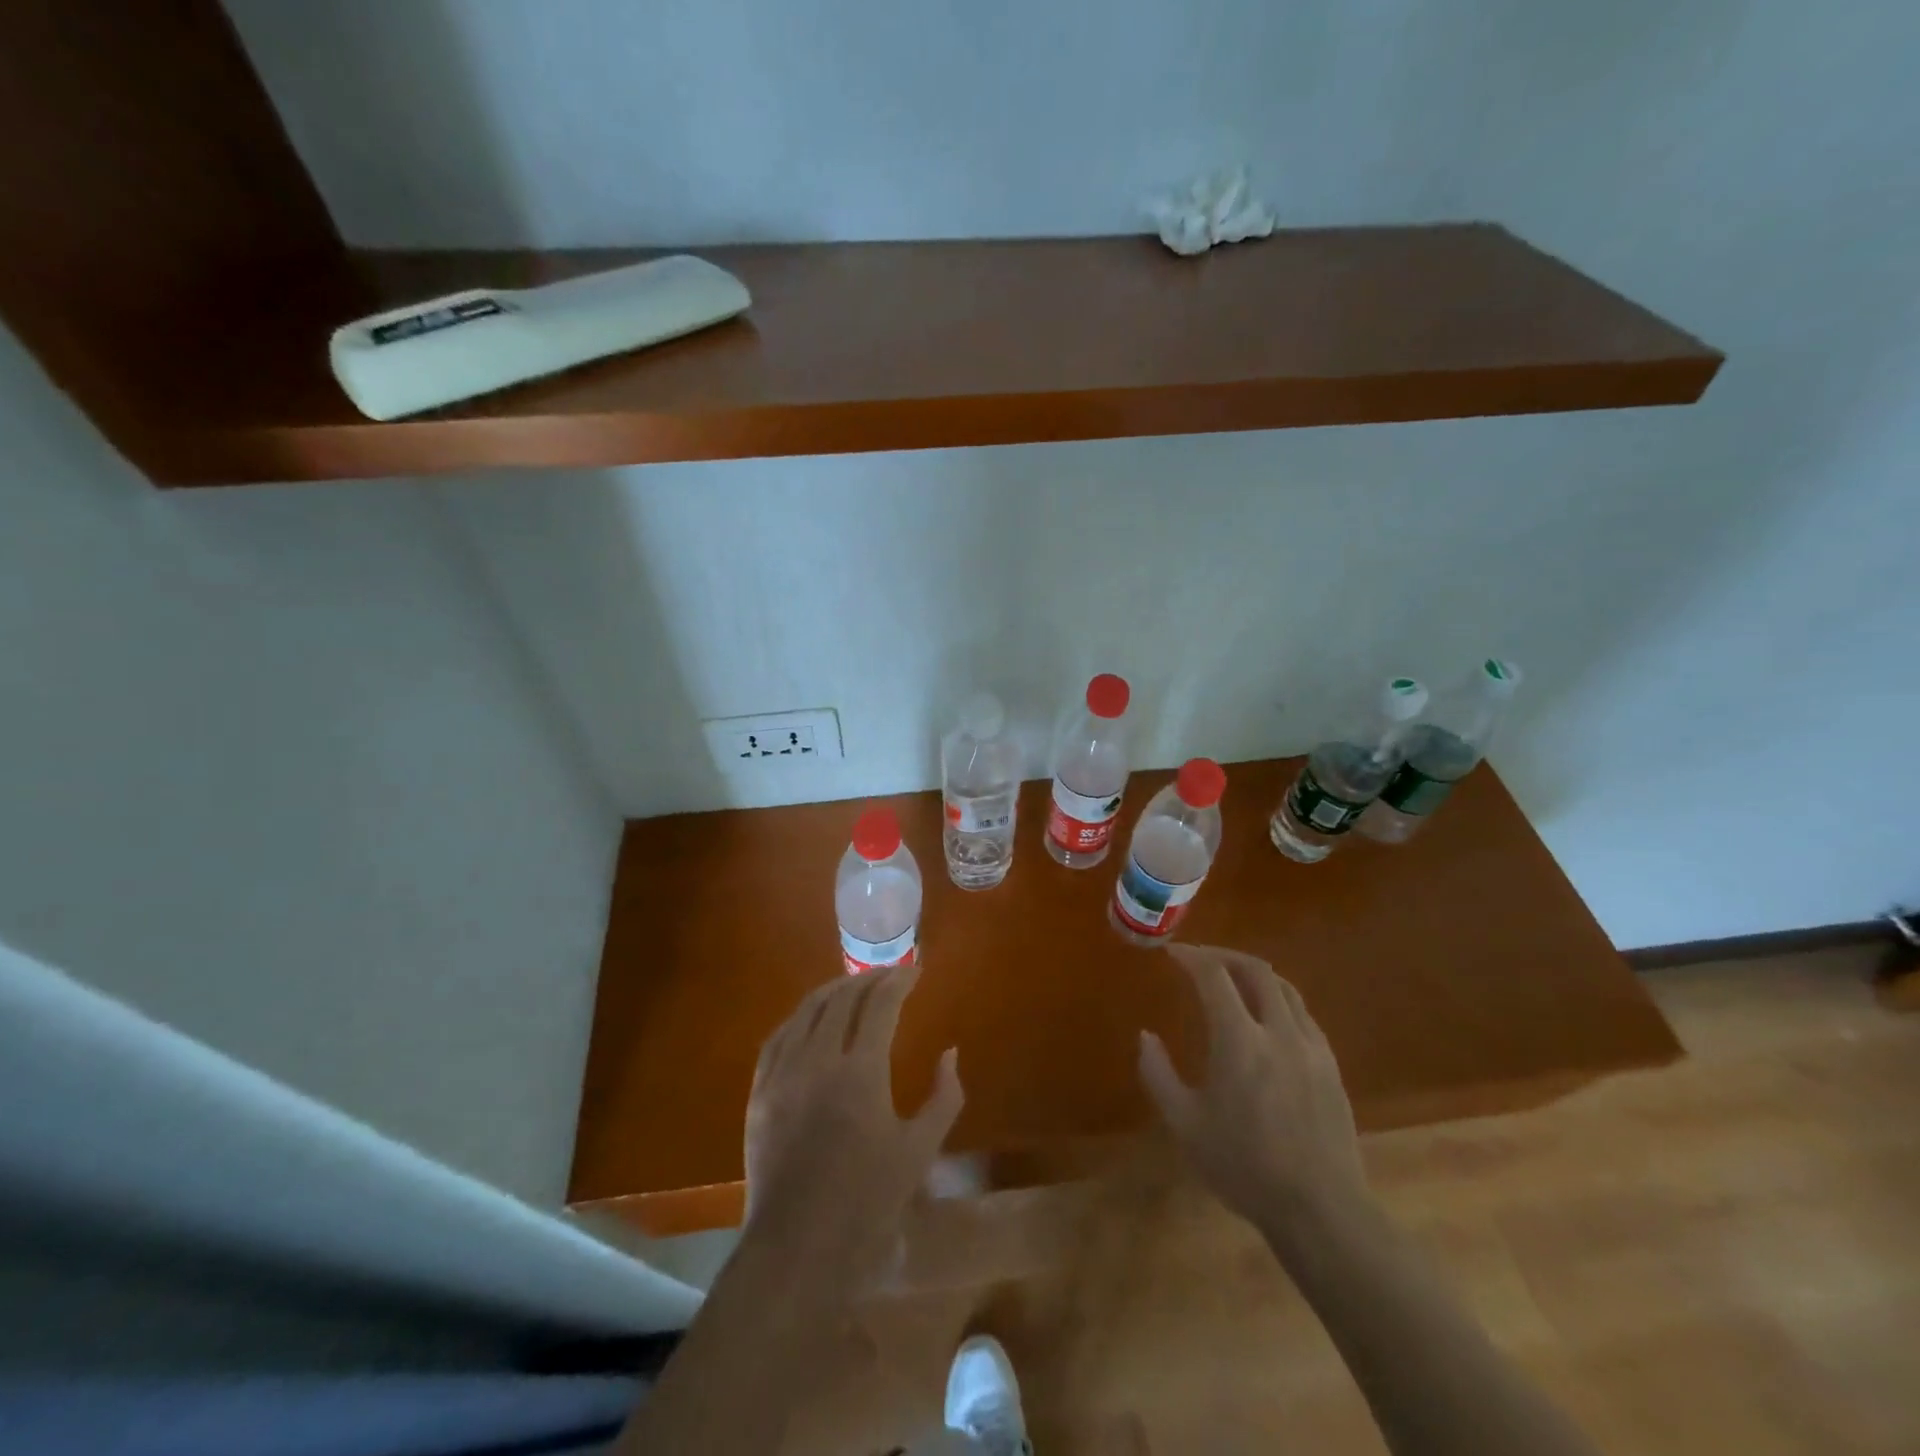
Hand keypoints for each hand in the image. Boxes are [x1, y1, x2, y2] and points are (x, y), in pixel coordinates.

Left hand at [743, 965, 962, 1279]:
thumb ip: (944, 1097)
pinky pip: (778, 1037)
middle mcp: (818, 1059)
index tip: (915, 973)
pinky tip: (810, 1018)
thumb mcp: (919, 1151)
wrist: (797, 1248)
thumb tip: (950, 1053)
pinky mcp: (759, 1092)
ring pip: (807, 1011)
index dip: (899, 981)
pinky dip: (800, 1017)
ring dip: (834, 990)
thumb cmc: (867, 1202)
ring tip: (853, 986)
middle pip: (842, 998)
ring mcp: (783, 1073)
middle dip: (869, 979)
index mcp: (861, 1071)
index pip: (880, 1005)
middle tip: (890, 975)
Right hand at [1138, 944, 1367, 1232]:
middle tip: (1201, 960)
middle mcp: (1279, 1032)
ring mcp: (1311, 1047)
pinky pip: (1303, 1014)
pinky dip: (1279, 1000)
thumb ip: (1158, 1074)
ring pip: (1285, 988)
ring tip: (1233, 981)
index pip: (1214, 976)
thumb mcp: (1185, 1124)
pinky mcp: (1331, 1066)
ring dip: (1254, 974)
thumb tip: (1145, 1036)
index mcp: (1240, 1041)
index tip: (1173, 953)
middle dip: (1224, 956)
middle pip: (1256, 970)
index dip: (1191, 957)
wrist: (1320, 1210)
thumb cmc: (1244, 1167)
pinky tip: (1267, 1020)